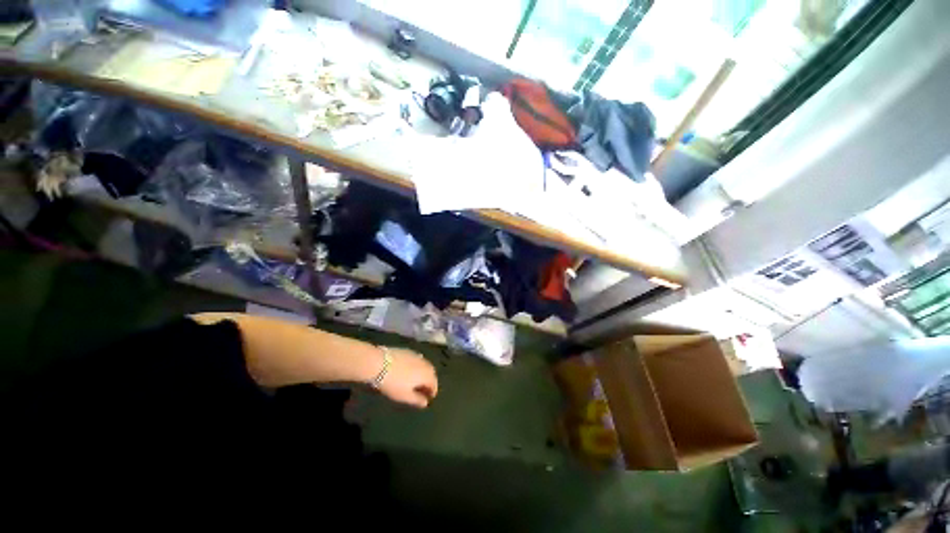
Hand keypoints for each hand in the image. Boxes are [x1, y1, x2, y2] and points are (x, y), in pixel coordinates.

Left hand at [375, 348, 437, 408]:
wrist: (380, 363)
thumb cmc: (394, 383)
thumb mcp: (405, 396)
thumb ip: (417, 400)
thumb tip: (426, 402)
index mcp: (427, 374)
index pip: (434, 384)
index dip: (432, 392)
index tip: (428, 398)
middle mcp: (425, 363)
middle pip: (431, 373)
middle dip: (429, 381)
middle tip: (423, 390)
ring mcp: (417, 356)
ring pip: (424, 366)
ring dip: (423, 373)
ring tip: (415, 381)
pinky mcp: (408, 351)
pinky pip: (417, 360)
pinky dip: (416, 367)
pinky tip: (408, 371)